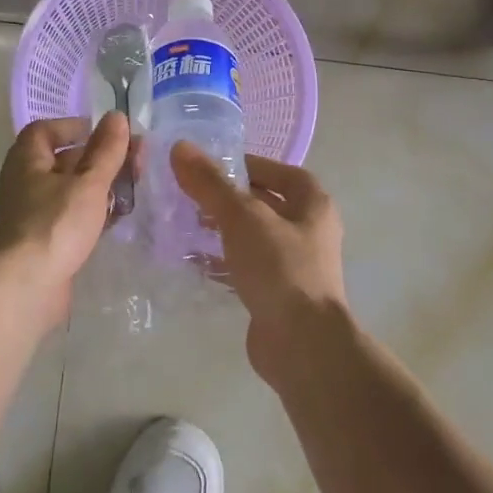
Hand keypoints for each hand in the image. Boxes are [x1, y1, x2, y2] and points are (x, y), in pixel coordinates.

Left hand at [0, 113, 129, 325]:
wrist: (22, 289)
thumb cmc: (54, 225)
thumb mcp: (88, 183)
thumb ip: (106, 150)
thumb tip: (116, 116)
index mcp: (27, 159)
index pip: (47, 130)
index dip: (76, 127)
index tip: (108, 134)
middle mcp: (24, 182)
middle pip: (63, 160)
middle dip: (98, 159)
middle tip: (133, 163)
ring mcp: (30, 215)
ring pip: (68, 191)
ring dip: (98, 188)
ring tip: (131, 190)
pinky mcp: (41, 243)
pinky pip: (68, 218)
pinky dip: (90, 215)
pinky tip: (114, 221)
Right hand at [170, 144, 347, 378]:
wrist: (302, 345)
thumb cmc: (280, 267)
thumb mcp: (241, 216)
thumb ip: (210, 183)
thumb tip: (179, 147)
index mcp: (313, 204)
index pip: (278, 172)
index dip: (247, 164)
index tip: (210, 166)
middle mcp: (309, 231)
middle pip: (264, 203)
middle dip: (228, 198)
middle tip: (190, 193)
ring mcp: (295, 266)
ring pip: (253, 236)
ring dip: (222, 229)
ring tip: (185, 222)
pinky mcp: (277, 294)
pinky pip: (246, 267)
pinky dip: (222, 260)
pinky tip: (193, 259)